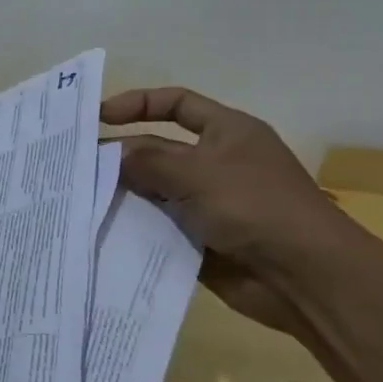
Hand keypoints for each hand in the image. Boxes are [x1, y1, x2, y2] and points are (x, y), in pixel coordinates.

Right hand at [101, 87, 352, 337]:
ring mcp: (208, 203)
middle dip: (121, 155)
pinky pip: (159, 227)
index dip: (138, 104)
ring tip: (80, 196)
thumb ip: (148, 161)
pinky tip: (103, 229)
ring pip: (154, 190)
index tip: (99, 117)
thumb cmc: (256, 207)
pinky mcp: (201, 239)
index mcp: (227, 132)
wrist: (305, 278)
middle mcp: (216, 163)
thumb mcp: (197, 172)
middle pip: (158, 149)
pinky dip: (135, 226)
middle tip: (76, 165)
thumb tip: (110, 155)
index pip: (176, 103)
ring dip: (124, 193)